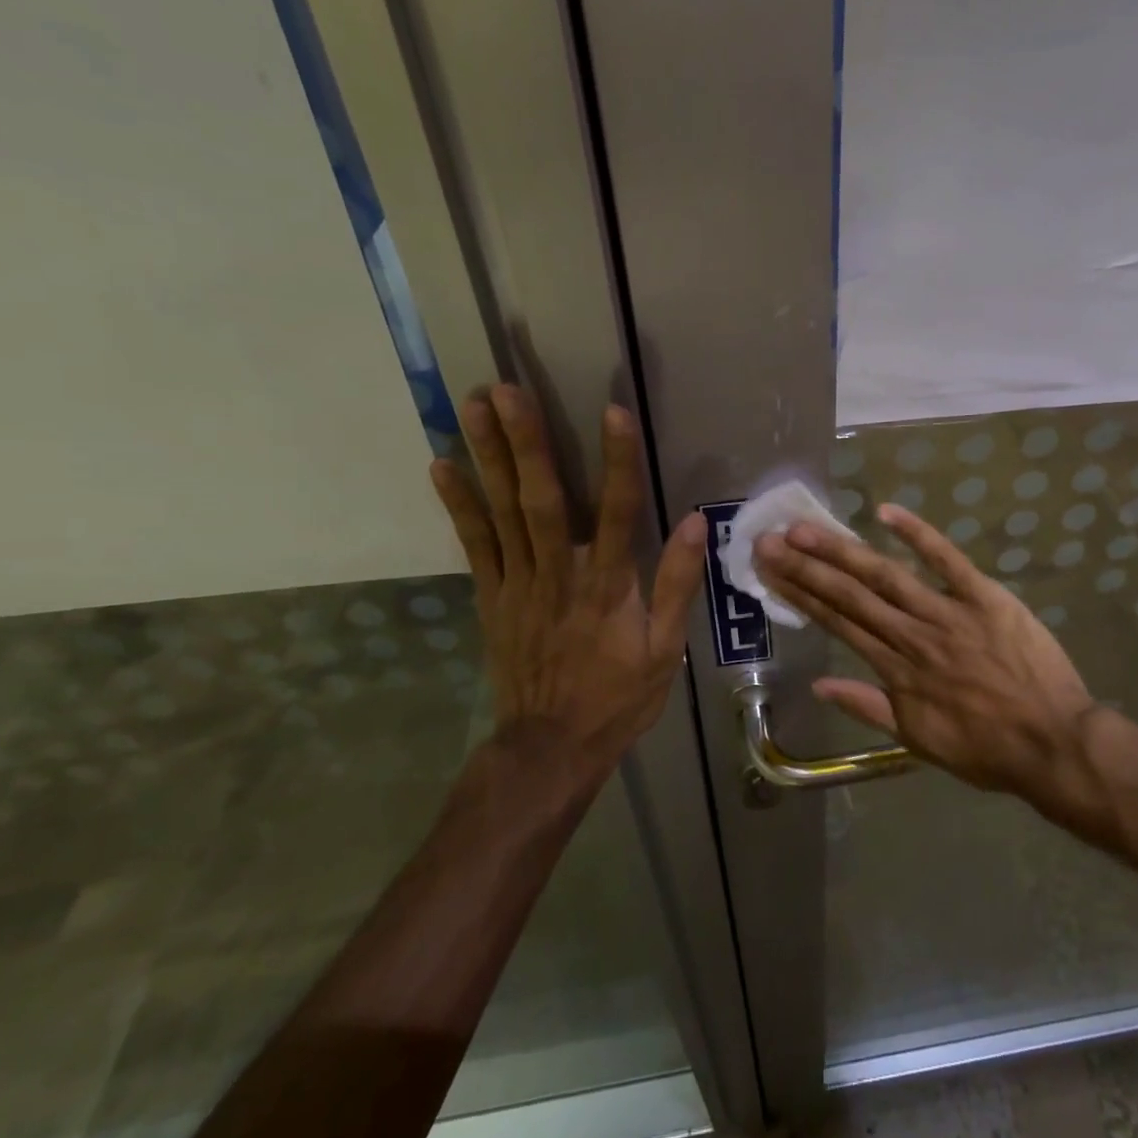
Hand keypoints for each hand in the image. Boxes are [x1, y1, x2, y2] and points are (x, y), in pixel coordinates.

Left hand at [429, 385, 706, 777]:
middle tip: (505, 389)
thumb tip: (696, 523)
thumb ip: (677, 584)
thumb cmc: (617, 698)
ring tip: (472, 406)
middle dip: (525, 443)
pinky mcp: (492, 597)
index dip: (617, 461)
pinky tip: (442, 465)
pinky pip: (474, 545)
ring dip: (487, 457)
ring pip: (502, 512)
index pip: (619, 512)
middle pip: (543, 500)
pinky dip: (459, 505)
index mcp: (608, 586)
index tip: (613, 411)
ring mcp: (518, 584)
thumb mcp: (665, 650)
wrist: (550, 747)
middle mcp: (560, 575)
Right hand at [754, 504, 1096, 796]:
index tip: (771, 571)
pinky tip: (886, 511)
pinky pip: (949, 560)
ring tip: (807, 529)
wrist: (1051, 743)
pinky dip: (919, 534)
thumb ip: (868, 708)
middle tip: (770, 540)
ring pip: (887, 576)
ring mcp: (948, 613)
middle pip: (851, 595)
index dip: (801, 595)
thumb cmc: (985, 748)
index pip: (838, 623)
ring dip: (844, 550)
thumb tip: (819, 685)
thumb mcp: (917, 741)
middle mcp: (911, 636)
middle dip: (807, 566)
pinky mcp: (985, 597)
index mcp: (895, 670)